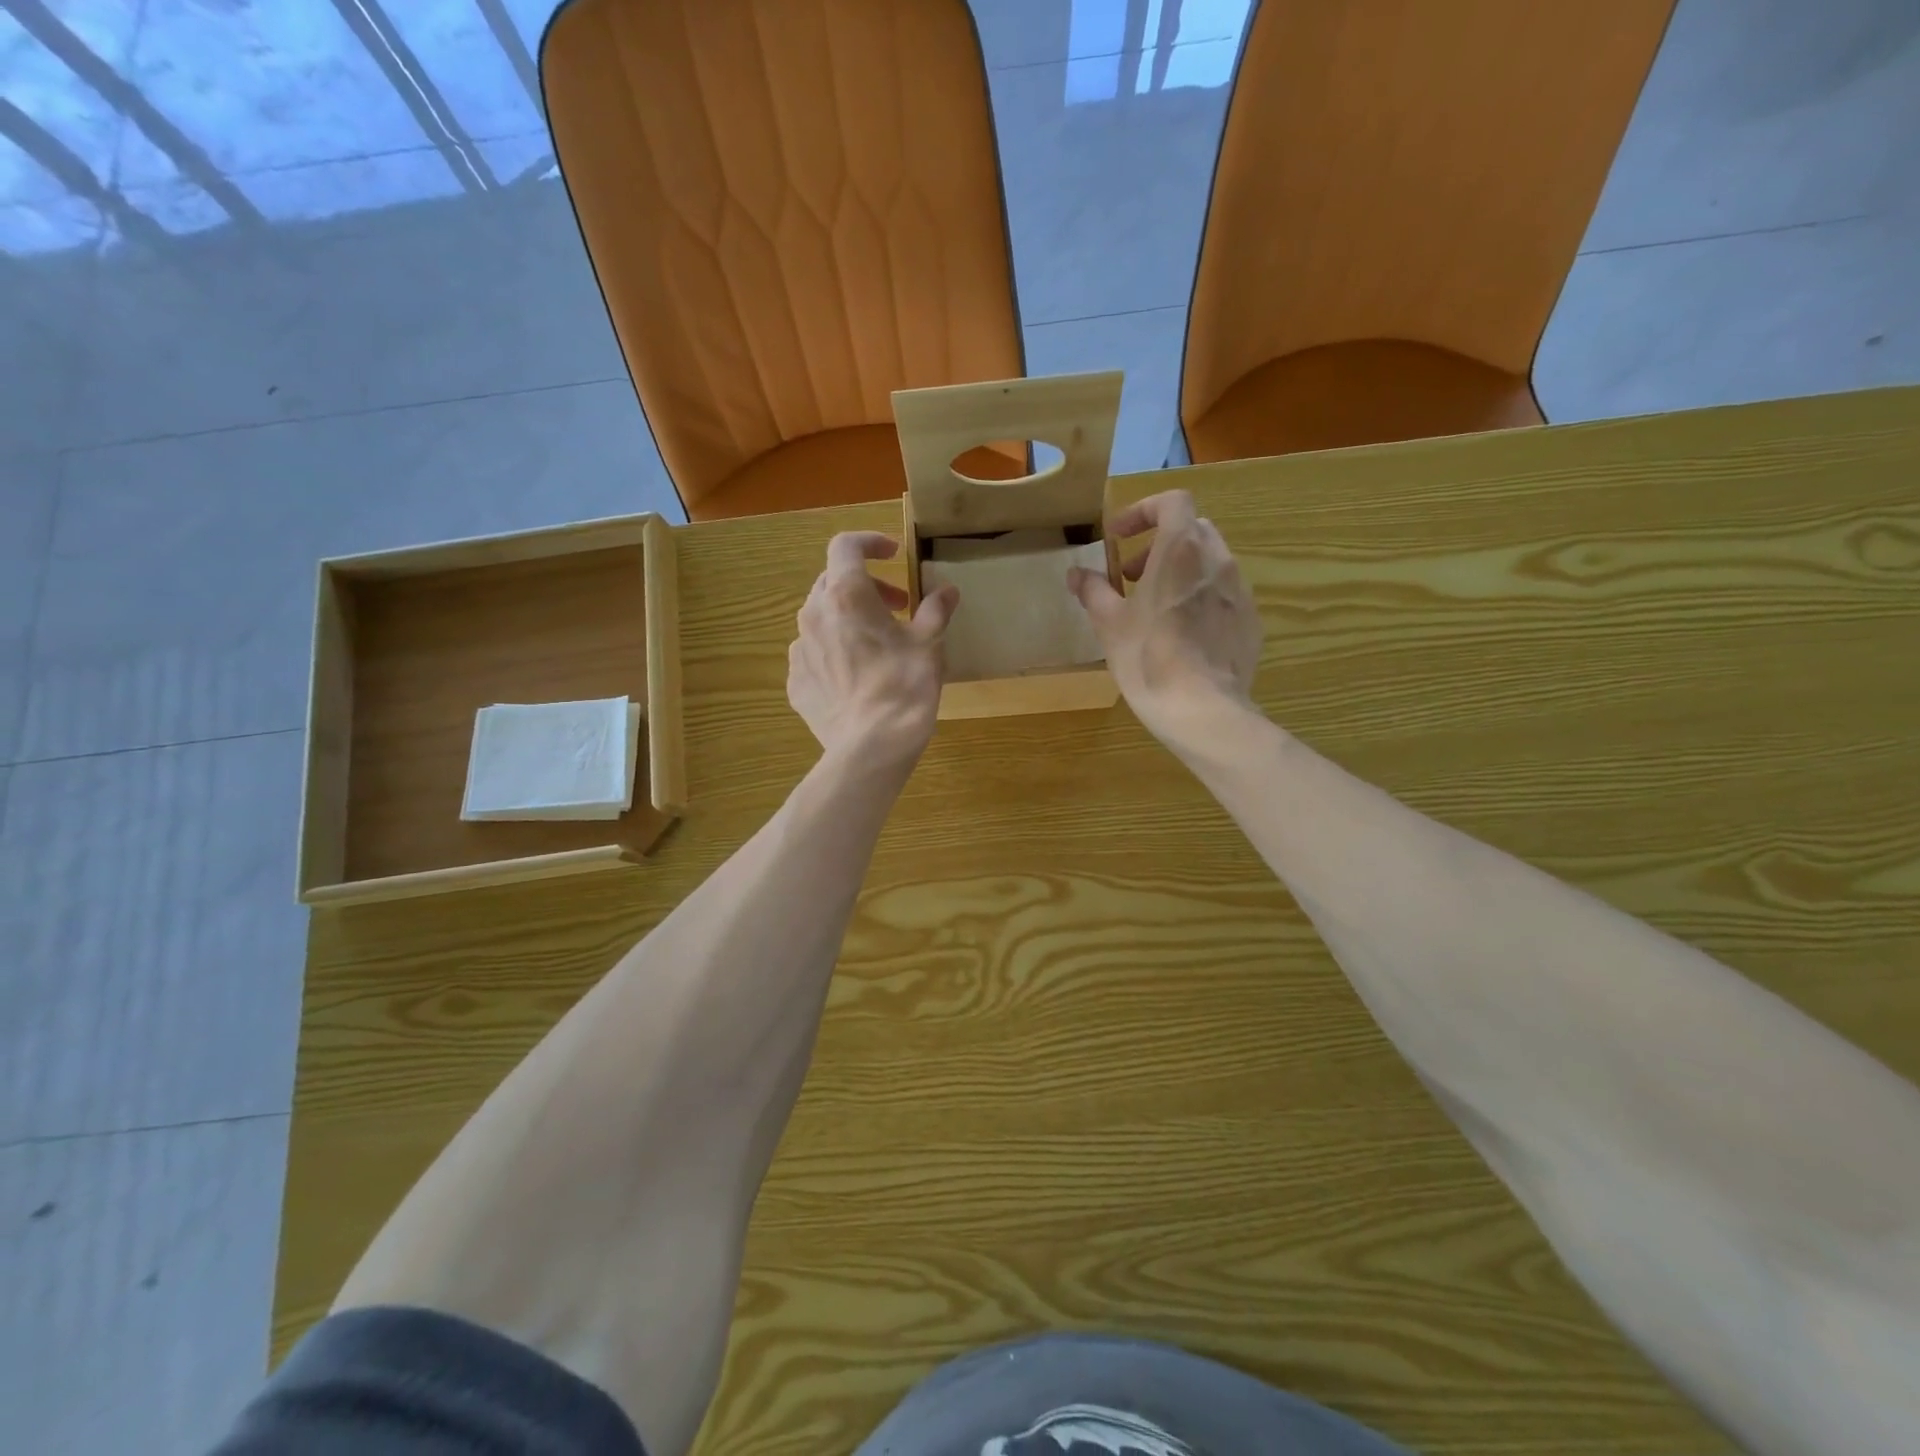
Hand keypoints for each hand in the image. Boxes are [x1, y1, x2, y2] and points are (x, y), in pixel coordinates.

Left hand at [789, 532, 959, 768]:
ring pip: (820, 617)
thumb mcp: (929, 644)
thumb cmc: (904, 686)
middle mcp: (814, 614)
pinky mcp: (795, 681)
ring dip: (848, 618)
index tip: (893, 554)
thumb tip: (947, 591)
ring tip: (877, 643)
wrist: (871, 747)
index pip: (846, 546)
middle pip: (833, 581)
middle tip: (897, 607)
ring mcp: (798, 650)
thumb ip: (935, 610)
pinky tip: (856, 676)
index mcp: (846, 595)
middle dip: (866, 586)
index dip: (870, 542)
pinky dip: (833, 651)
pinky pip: (813, 653)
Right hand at [1068, 490, 1262, 745]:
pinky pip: (1224, 595)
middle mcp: (1218, 561)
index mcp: (1181, 550)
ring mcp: (1240, 591)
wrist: (1202, 710)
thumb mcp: (1109, 624)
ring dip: (1180, 572)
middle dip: (1158, 545)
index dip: (1142, 512)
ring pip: (1209, 563)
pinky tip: (1182, 635)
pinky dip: (1200, 598)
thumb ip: (1093, 590)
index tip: (1118, 538)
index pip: (1171, 502)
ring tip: (1154, 608)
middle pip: (1191, 530)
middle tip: (1130, 576)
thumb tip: (1077, 574)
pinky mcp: (1251, 621)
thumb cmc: (1148, 658)